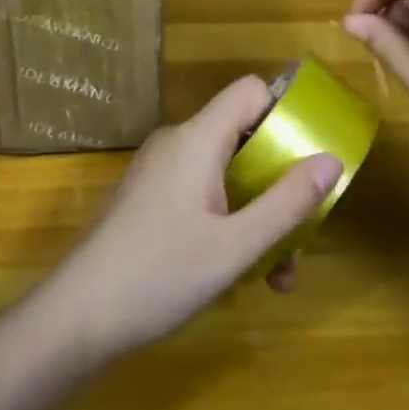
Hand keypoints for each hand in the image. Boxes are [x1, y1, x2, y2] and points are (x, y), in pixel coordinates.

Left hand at [45, 77, 341, 360]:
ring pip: (227, 173)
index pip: (250, 91)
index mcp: (197, 139)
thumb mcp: (236, 246)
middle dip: (279, 183)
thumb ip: (287, 202)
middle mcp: (178, 143)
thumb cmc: (159, 275)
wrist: (76, 318)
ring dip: (258, 214)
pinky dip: (229, 221)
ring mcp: (161, 172)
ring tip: (277, 274)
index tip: (311, 155)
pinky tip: (240, 273)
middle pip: (244, 138)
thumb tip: (332, 159)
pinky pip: (203, 193)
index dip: (285, 112)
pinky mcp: (150, 199)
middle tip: (301, 235)